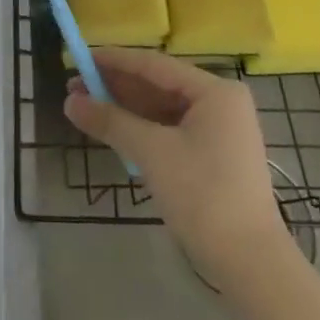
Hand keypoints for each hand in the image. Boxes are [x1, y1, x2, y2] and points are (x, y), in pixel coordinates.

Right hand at [65, 49, 288, 286]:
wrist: (249, 262)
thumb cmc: (203, 195)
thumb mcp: (153, 153)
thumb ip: (111, 121)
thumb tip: (69, 101)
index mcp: (214, 91)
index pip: (154, 65)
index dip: (114, 60)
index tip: (79, 58)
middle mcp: (220, 102)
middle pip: (159, 85)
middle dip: (116, 86)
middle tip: (74, 86)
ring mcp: (219, 130)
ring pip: (163, 109)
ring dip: (126, 108)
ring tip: (86, 107)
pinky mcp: (213, 155)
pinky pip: (171, 129)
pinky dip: (142, 128)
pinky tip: (114, 129)